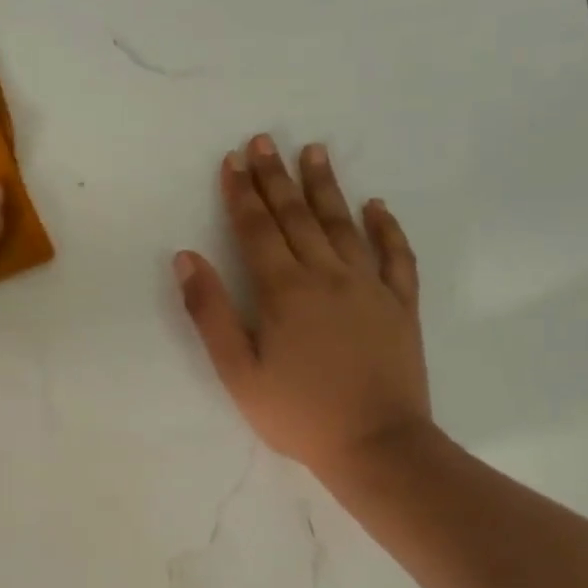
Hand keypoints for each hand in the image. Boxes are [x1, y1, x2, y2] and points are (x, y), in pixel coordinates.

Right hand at [175, 135, 432, 476]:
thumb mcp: (237, 370)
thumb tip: (187, 258)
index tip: (232, 160)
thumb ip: (210, 311)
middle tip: (265, 140)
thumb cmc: (297, 413)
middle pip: (296, 216)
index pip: (256, 229)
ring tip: (315, 151)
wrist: (377, 447)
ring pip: (343, 224)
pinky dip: (386, 228)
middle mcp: (326, 276)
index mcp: (283, 290)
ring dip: (326, 186)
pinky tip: (376, 205)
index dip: (241, 193)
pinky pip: (396, 256)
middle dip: (276, 177)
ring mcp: (369, 287)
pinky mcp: (400, 305)